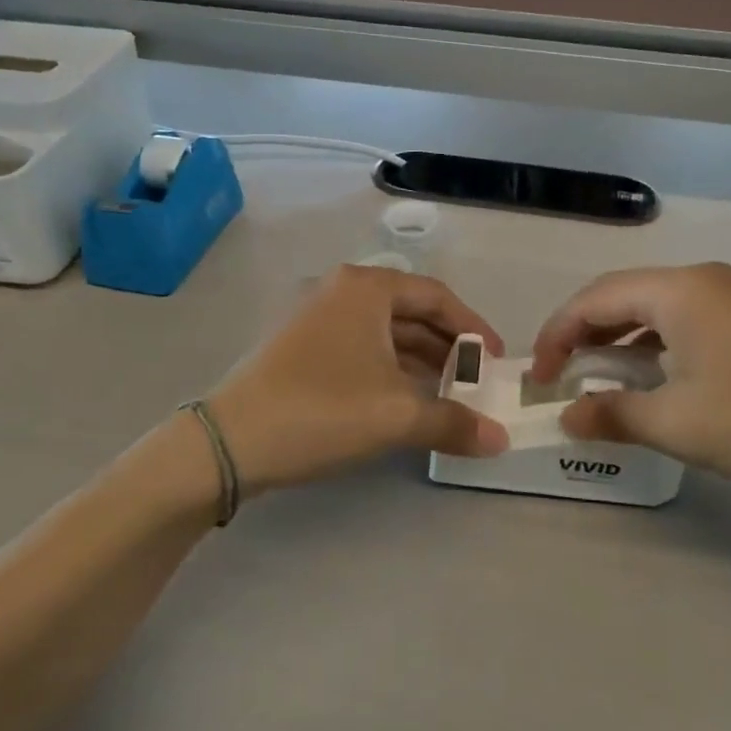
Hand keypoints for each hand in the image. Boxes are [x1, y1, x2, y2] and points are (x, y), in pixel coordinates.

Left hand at [205, 265, 510, 495]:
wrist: (229, 443)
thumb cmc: (322, 410)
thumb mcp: (396, 415)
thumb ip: (454, 422)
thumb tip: (501, 440)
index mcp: (367, 288)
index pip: (438, 296)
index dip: (474, 328)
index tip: (497, 361)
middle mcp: (342, 291)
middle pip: (412, 312)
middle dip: (449, 347)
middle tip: (477, 382)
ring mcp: (318, 318)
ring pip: (386, 333)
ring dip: (421, 362)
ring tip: (450, 396)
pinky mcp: (302, 347)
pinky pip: (363, 349)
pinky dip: (392, 371)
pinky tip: (407, 402)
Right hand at [531, 263, 730, 512]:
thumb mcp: (676, 424)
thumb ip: (612, 415)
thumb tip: (565, 419)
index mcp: (680, 290)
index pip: (595, 298)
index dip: (557, 334)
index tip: (538, 375)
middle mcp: (703, 279)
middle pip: (622, 295)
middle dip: (583, 334)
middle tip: (560, 376)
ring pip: (653, 307)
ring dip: (617, 339)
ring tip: (597, 378)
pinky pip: (683, 319)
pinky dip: (653, 343)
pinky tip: (650, 376)